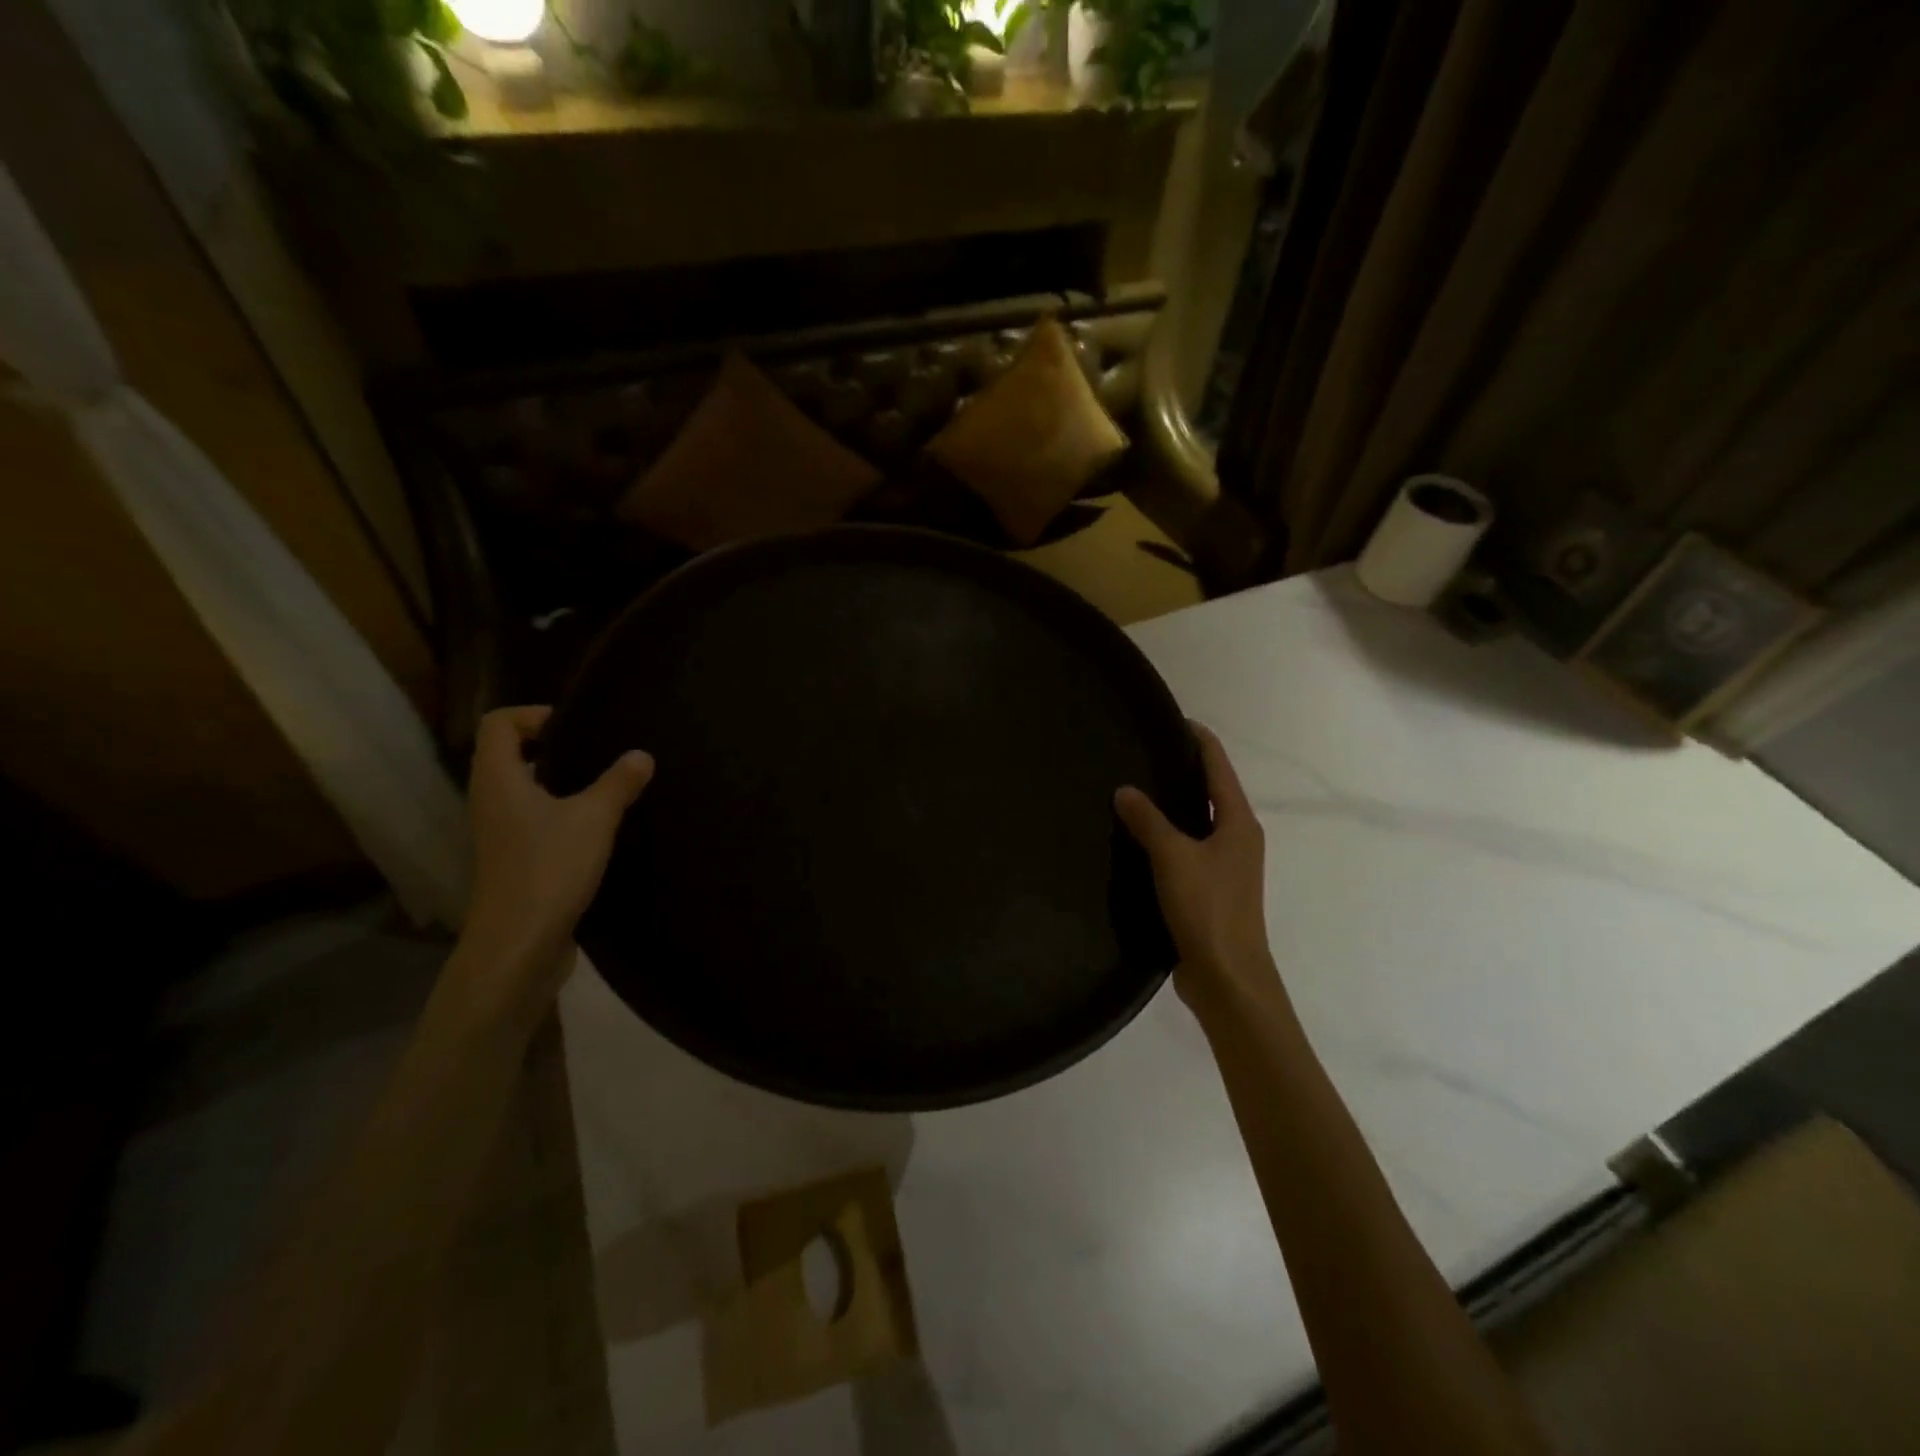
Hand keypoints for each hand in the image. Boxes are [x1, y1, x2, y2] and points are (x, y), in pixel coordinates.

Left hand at [459, 706, 653, 997]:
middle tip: (598, 752)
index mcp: (499, 781)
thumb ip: (618, 783)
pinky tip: (597, 826)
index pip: (498, 725)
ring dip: (559, 782)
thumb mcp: (594, 819)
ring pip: (522, 790)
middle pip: (508, 755)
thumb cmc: (549, 870)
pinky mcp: (514, 860)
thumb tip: (641, 755)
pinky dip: (560, 812)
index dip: (534, 715)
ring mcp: (499, 834)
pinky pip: (533, 819)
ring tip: (604, 785)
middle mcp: (490, 801)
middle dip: (552, 746)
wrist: (519, 945)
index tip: (577, 728)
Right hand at [1115, 723, 1284, 1018]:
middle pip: (1213, 792)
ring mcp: (1228, 867)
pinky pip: (1189, 849)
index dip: (1200, 741)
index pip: (1219, 767)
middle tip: (1145, 751)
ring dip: (1176, 805)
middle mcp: (1239, 839)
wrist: (1228, 977)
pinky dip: (1169, 835)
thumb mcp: (1172, 857)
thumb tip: (1124, 790)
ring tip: (1138, 788)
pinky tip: (1141, 838)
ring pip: (1200, 822)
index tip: (1174, 720)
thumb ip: (1148, 820)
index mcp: (1239, 823)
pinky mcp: (1212, 890)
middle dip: (1185, 770)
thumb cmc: (1207, 909)